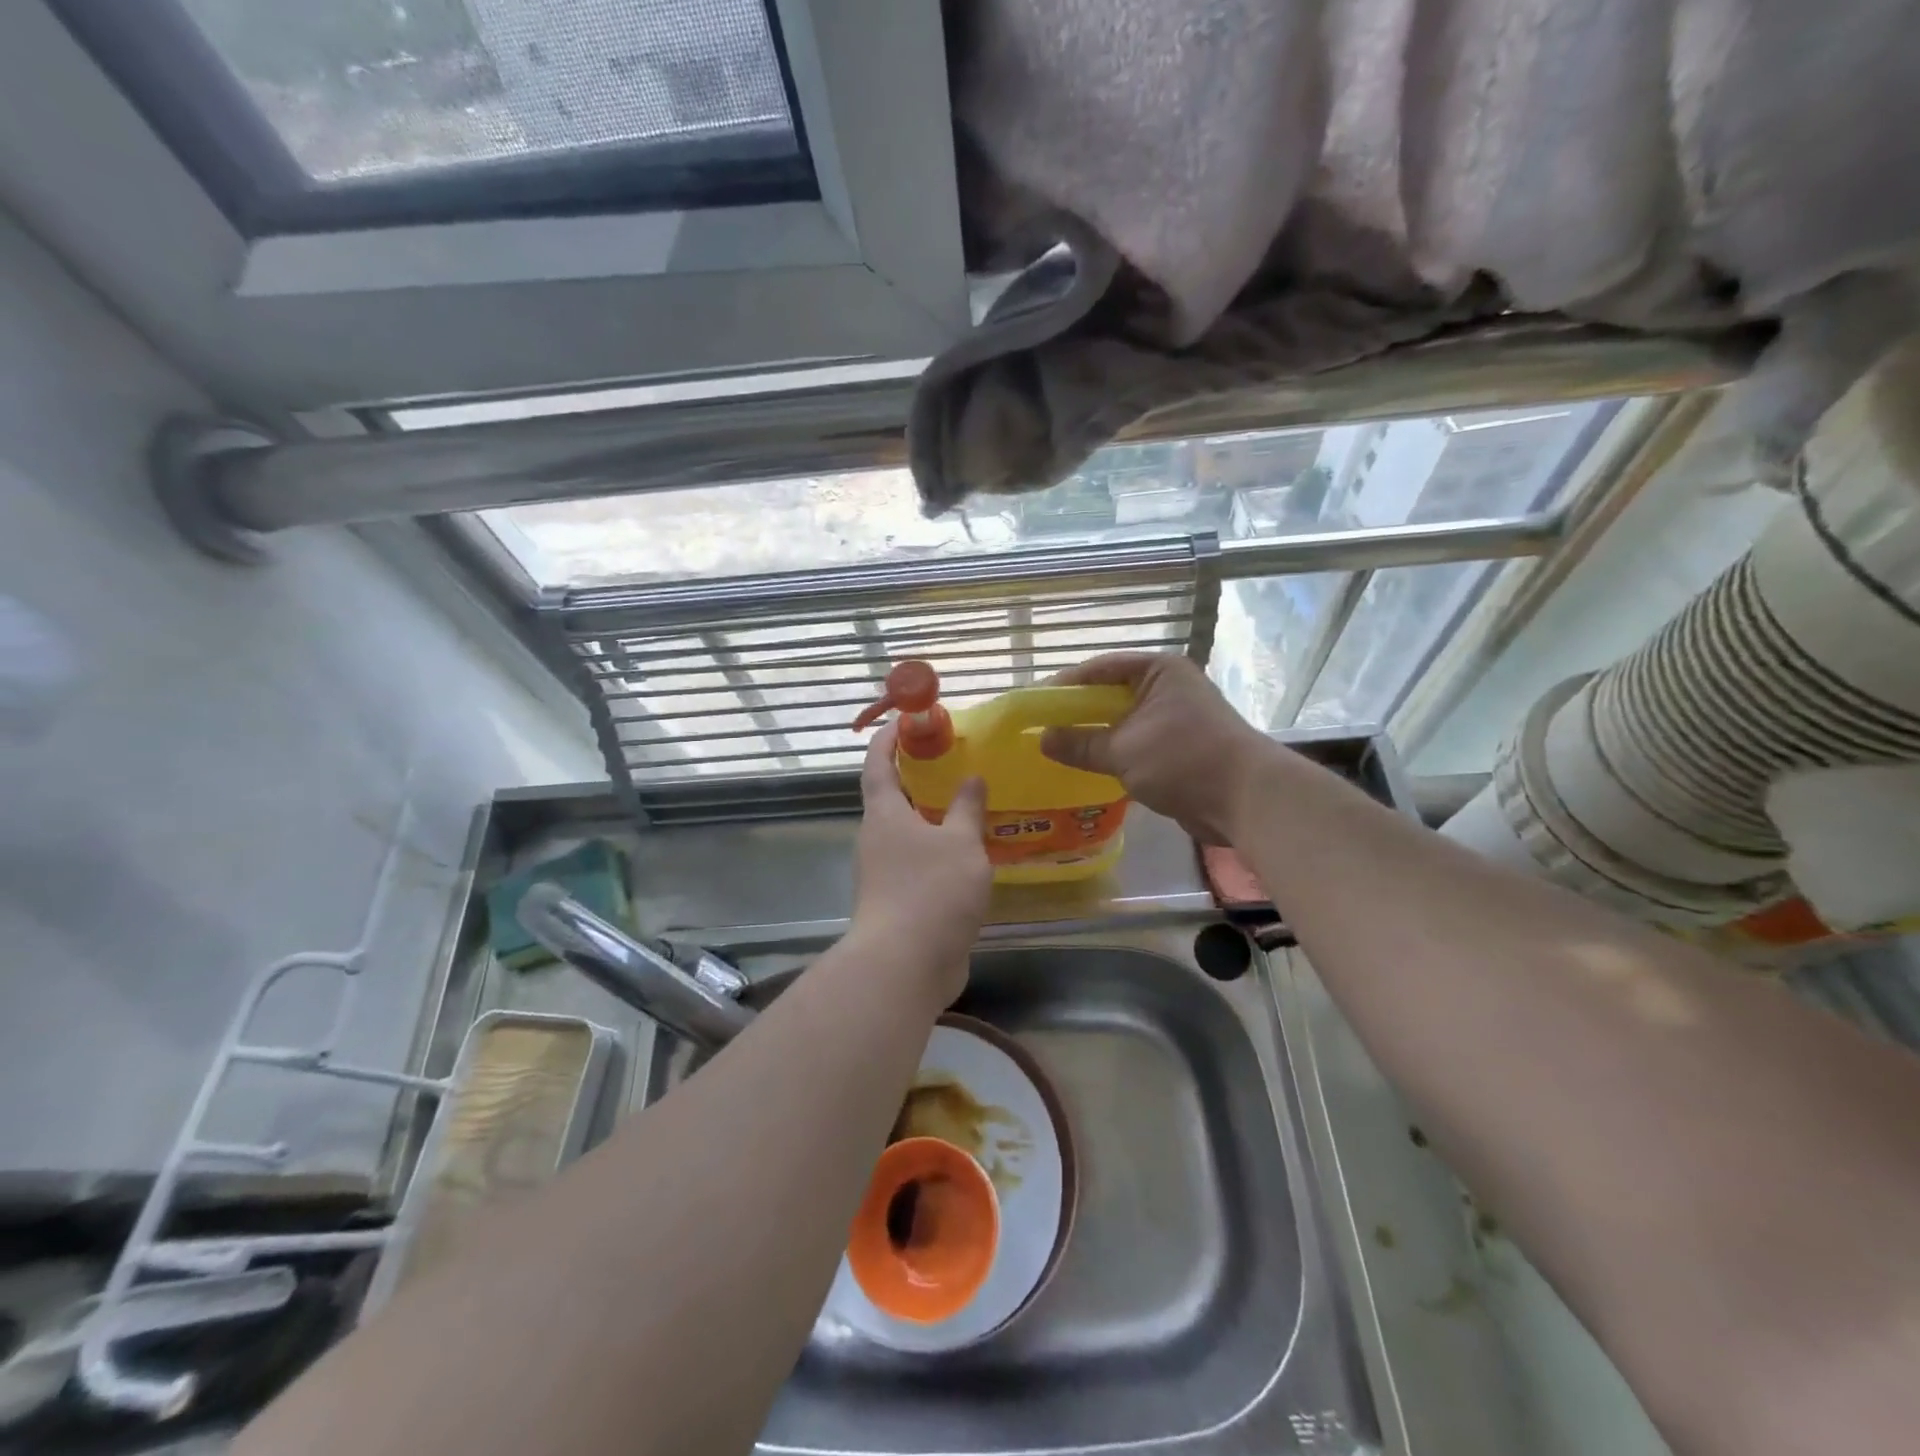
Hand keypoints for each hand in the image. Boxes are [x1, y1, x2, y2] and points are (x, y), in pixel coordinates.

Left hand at [849, 724, 991, 1004]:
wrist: (905, 965)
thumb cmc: (931, 891)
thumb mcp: (961, 843)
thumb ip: (968, 809)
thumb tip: (972, 778)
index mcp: (884, 814)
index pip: (877, 764)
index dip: (888, 739)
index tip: (906, 720)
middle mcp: (877, 838)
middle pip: (893, 798)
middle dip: (919, 777)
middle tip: (954, 762)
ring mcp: (884, 873)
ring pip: (909, 833)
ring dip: (934, 818)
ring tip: (971, 806)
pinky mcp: (899, 902)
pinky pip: (919, 864)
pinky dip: (940, 851)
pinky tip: (970, 855)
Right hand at [1040, 653, 1275, 844]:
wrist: (1246, 799)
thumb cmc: (1183, 759)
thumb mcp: (1123, 750)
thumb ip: (1080, 743)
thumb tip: (1043, 739)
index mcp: (1158, 672)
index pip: (1101, 669)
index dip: (1067, 685)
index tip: (1036, 703)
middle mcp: (1168, 689)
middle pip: (1112, 695)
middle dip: (1079, 713)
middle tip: (1044, 728)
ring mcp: (1176, 720)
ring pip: (1124, 723)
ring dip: (1096, 736)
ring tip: (1060, 749)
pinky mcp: (1181, 750)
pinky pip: (1137, 745)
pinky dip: (1115, 754)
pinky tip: (1091, 768)